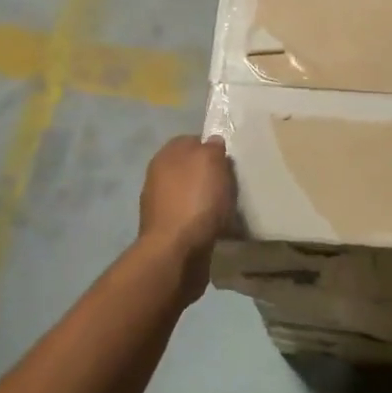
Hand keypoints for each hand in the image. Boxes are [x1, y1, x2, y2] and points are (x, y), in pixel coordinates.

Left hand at [139, 135, 236, 258]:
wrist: (176, 252)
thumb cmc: (195, 200)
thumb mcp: (211, 162)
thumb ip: (212, 147)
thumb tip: (212, 142)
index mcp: (166, 156)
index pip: (192, 140)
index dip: (212, 147)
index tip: (230, 159)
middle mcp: (158, 177)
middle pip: (191, 169)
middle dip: (211, 175)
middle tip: (233, 183)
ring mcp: (161, 205)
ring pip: (192, 193)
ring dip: (208, 199)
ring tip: (230, 207)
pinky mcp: (168, 231)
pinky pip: (192, 217)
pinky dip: (205, 220)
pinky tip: (219, 226)